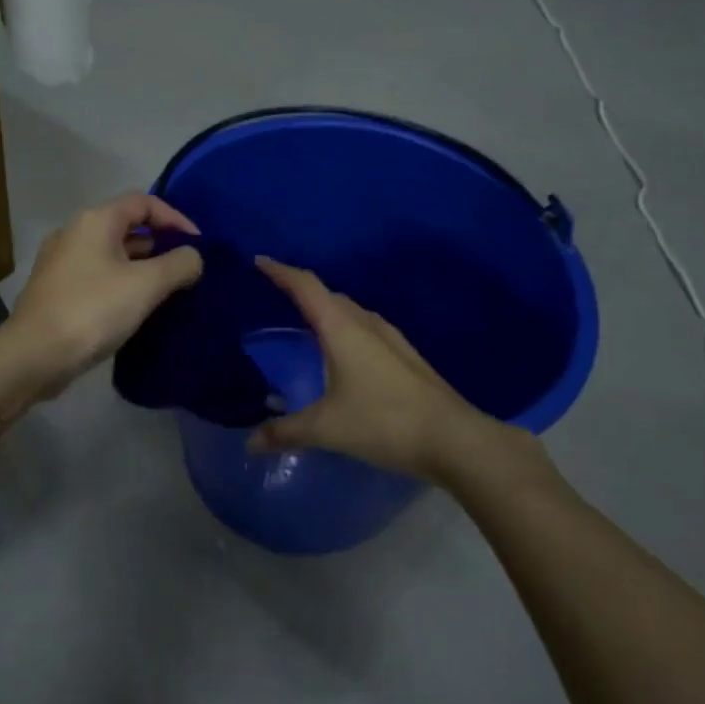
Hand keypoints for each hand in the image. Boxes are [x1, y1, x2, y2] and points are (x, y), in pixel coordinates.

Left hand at [6, 193, 204, 391]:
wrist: (34, 355)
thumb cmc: (93, 311)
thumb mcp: (146, 285)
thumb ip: (178, 265)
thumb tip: (193, 257)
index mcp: (95, 221)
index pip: (143, 202)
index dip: (175, 218)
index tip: (197, 245)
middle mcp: (74, 233)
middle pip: (125, 226)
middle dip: (159, 244)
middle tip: (185, 269)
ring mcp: (60, 263)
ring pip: (111, 254)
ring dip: (141, 267)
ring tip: (167, 291)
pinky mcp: (55, 291)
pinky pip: (97, 277)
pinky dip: (121, 284)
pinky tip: (135, 309)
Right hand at [246, 257, 550, 498]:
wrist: (454, 440)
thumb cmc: (384, 423)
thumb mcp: (327, 429)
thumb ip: (285, 432)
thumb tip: (250, 442)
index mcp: (341, 328)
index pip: (305, 286)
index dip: (280, 271)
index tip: (258, 261)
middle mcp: (366, 324)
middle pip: (328, 294)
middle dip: (300, 290)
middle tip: (275, 296)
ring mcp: (391, 338)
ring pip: (350, 312)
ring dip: (326, 311)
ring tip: (304, 323)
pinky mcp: (405, 356)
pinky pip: (364, 329)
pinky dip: (344, 330)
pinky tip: (341, 355)